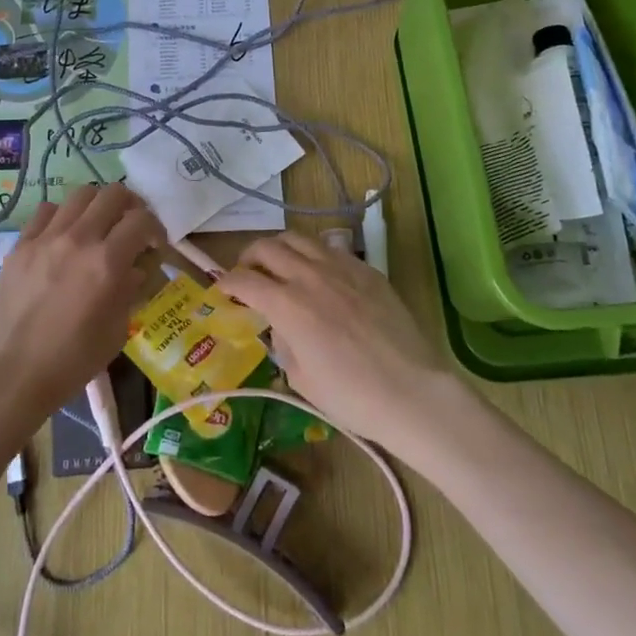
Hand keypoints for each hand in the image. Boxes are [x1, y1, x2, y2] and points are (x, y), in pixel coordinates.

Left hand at [0, 183, 162, 422]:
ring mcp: (45, 238)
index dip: (156, 229)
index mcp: (107, 263)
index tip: (155, 246)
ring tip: (98, 227)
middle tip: (131, 228)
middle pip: (113, 194)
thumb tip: (135, 269)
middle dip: (130, 206)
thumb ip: (130, 291)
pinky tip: (63, 237)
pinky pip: (46, 211)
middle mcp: (78, 239)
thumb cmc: (69, 363)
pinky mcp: (20, 244)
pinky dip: (63, 216)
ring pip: (79, 194)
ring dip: (97, 206)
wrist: (8, 376)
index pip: (142, 220)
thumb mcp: (115, 332)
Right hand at [218, 231, 452, 447]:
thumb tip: (281, 327)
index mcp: (287, 305)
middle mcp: (310, 276)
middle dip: (249, 258)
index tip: (222, 289)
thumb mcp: (301, 378)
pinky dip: (313, 256)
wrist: (412, 392)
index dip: (226, 282)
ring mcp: (341, 268)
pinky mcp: (367, 270)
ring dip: (280, 249)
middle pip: (267, 247)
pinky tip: (319, 276)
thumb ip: (283, 343)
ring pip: (299, 239)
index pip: (244, 280)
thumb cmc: (352, 396)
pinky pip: (331, 250)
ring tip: (279, 266)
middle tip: (248, 274)